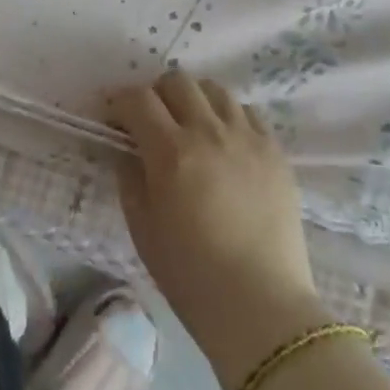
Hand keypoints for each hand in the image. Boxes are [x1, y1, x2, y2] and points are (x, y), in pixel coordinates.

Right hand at [108, 69, 328, 389]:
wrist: (261, 308)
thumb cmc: (192, 276)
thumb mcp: (143, 229)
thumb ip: (130, 179)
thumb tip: (127, 151)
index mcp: (171, 151)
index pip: (138, 99)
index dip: (120, 102)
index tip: (114, 116)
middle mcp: (209, 131)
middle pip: (177, 81)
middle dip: (157, 94)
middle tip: (152, 120)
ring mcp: (247, 137)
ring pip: (215, 90)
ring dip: (195, 100)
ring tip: (192, 126)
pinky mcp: (275, 150)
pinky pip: (248, 113)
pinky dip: (229, 117)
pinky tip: (226, 143)